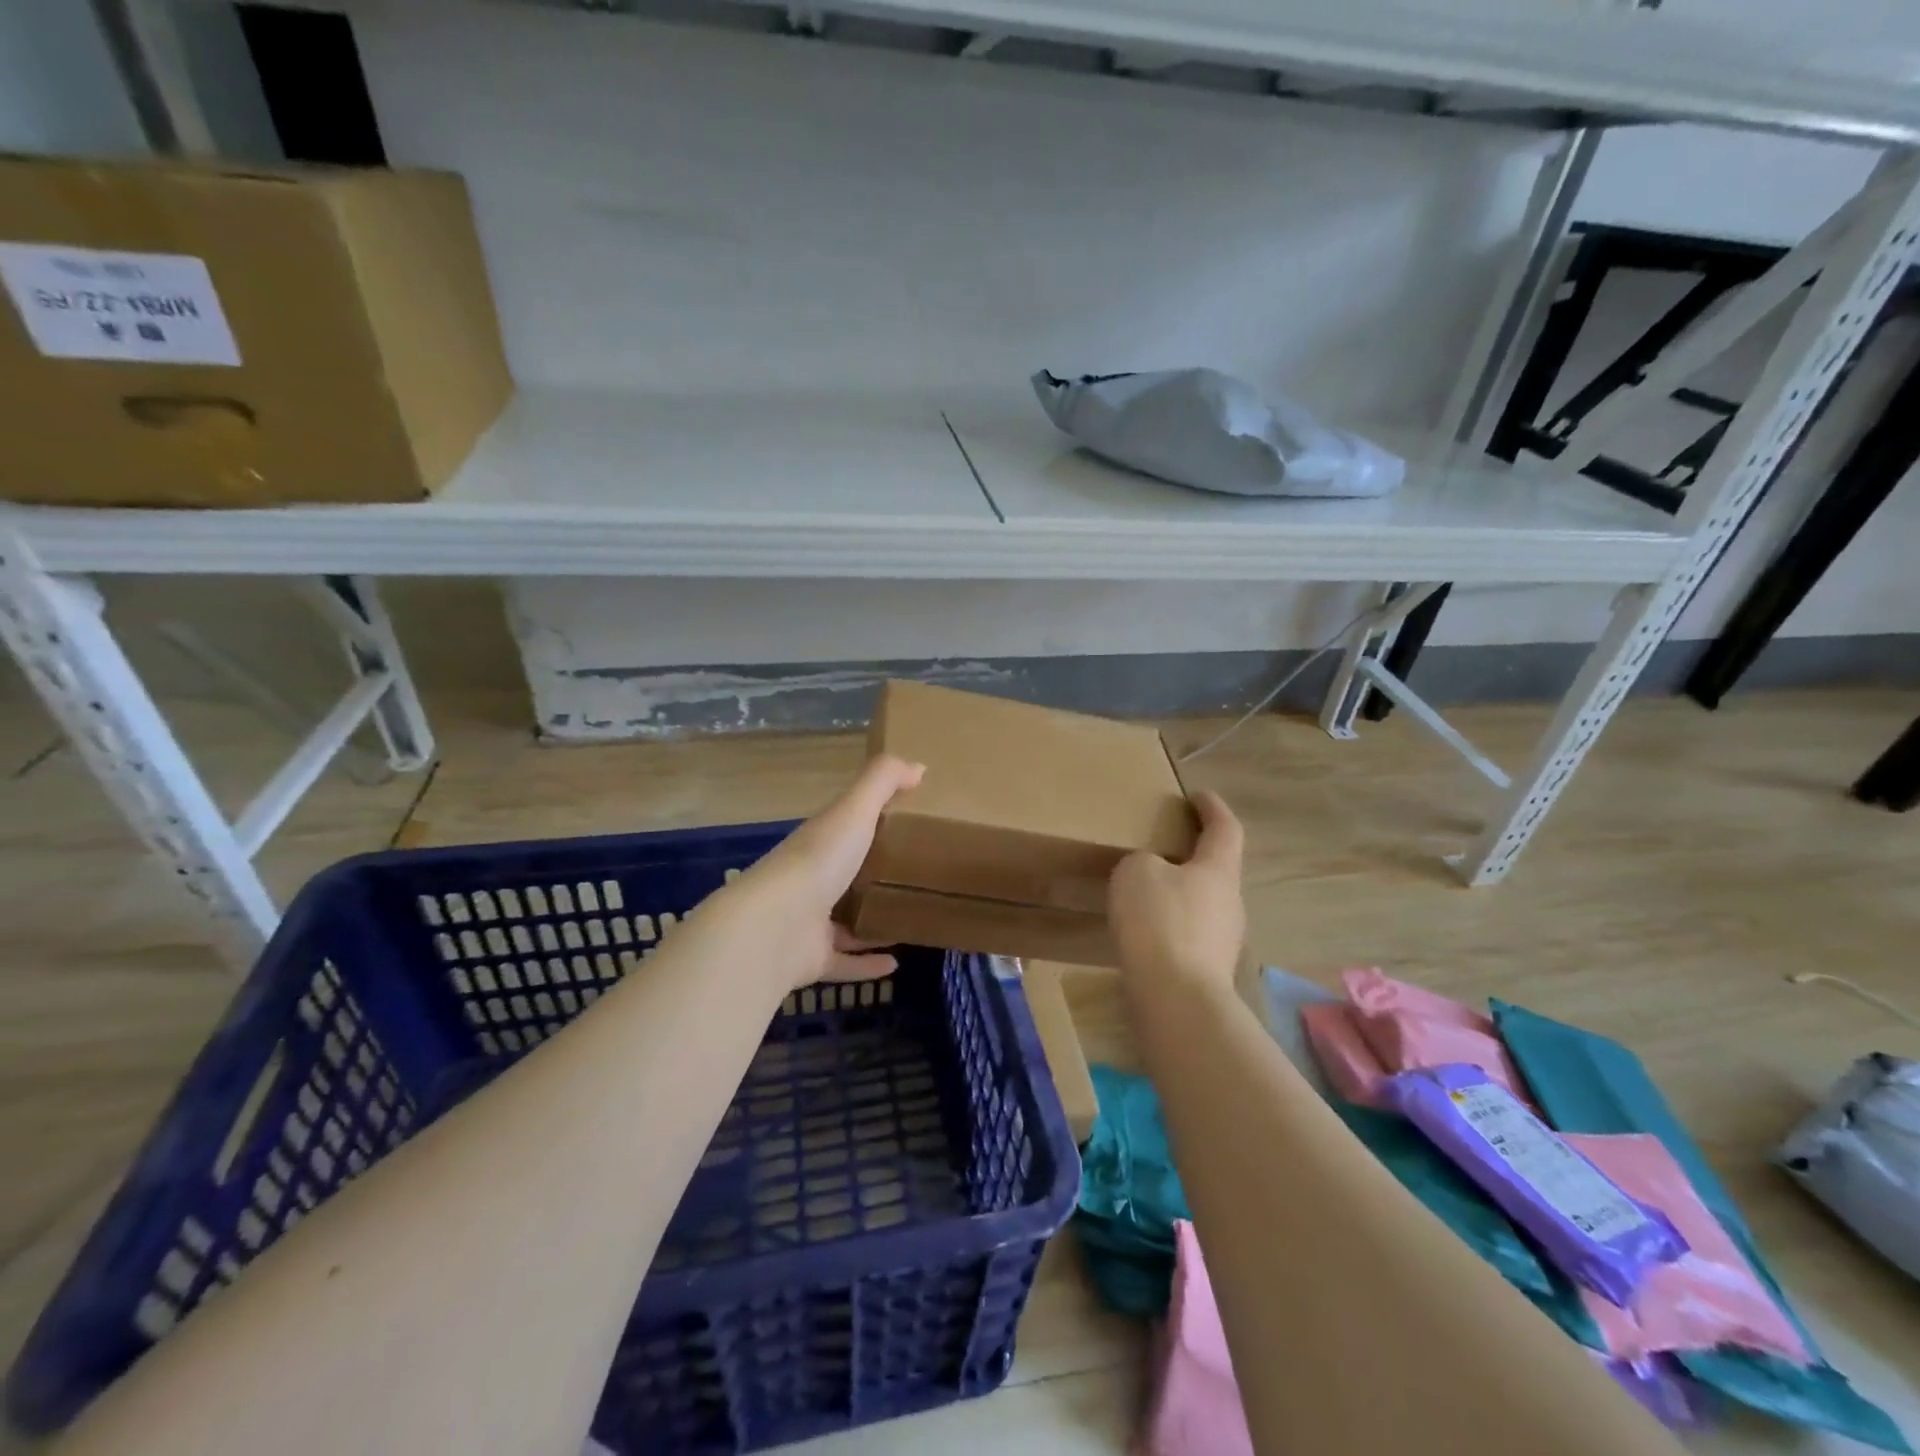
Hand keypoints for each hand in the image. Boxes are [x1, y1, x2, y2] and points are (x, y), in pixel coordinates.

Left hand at [727, 754, 925, 989]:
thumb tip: (919, 765)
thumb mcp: (854, 810)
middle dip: (870, 877)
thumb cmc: (818, 861)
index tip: (903, 825)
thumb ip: (882, 782)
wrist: (774, 927)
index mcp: (819, 843)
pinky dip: (867, 964)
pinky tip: (896, 963)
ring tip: (907, 920)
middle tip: (912, 878)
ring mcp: (807, 923)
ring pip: (843, 922)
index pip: (843, 829)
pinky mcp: (811, 959)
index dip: (868, 824)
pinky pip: (844, 961)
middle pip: (843, 876)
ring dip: (870, 923)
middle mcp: (810, 881)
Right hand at [1107, 790, 1245, 999]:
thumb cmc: (1159, 922)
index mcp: (1218, 870)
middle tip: (1165, 846)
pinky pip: (1189, 934)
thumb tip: (1154, 874)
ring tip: (1147, 893)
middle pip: (1217, 868)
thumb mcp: (1137, 872)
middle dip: (1194, 855)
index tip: (1199, 796)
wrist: (1176, 999)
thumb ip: (1145, 862)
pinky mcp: (1208, 970)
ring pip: (1202, 904)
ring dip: (1180, 894)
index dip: (1213, 808)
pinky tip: (1146, 932)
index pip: (1225, 828)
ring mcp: (1223, 940)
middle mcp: (1230, 901)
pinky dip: (1171, 925)